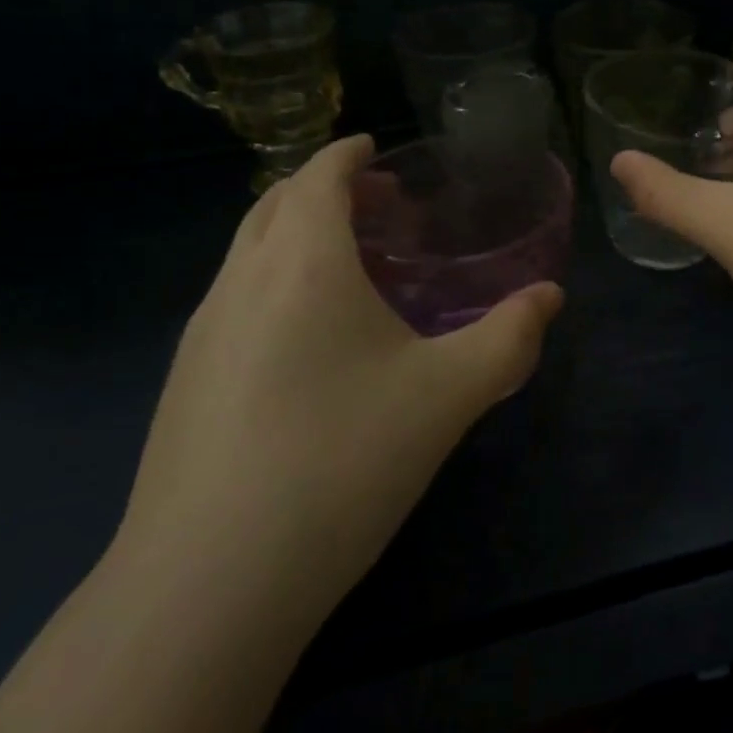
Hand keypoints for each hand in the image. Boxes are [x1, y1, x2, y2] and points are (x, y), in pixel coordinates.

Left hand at [120, 135, 562, 615]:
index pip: (317, 176)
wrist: (208, 585)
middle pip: (275, 203)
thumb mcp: (448, 394)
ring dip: (295, 235)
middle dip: (324, 188)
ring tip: (350, 266)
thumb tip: (550, 297)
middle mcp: (240, 282)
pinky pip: (233, 299)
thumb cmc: (341, 460)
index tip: (376, 147)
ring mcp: (200, 334)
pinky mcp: (182, 384)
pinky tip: (307, 340)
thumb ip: (509, 337)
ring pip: (247, 252)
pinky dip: (272, 281)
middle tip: (379, 205)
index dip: (347, 153)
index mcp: (302, 263)